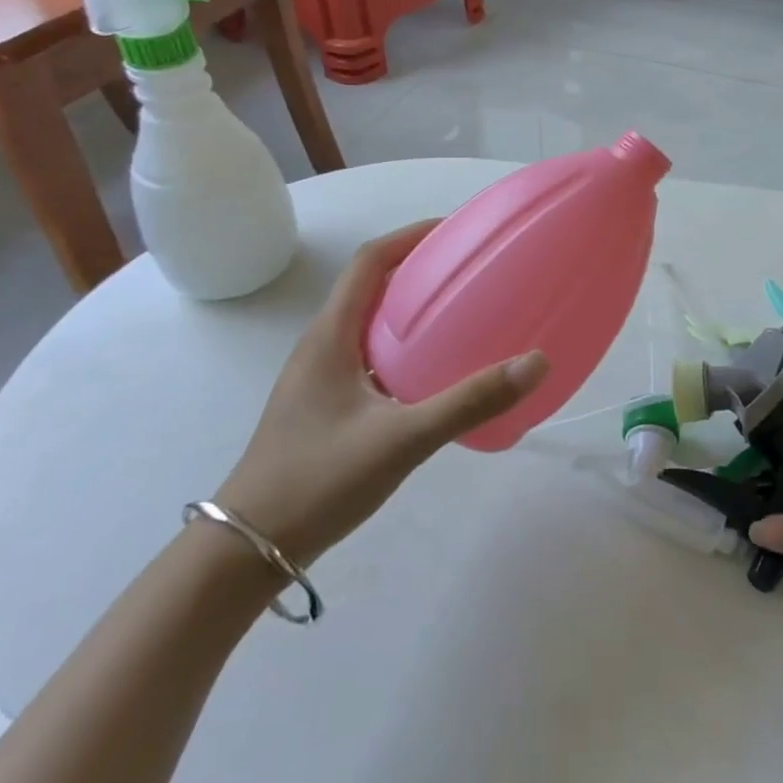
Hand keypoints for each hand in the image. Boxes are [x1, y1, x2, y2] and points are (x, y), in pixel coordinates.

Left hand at [214, 222, 548, 565]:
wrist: (246, 551)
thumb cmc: (317, 481)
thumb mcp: (401, 440)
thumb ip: (469, 402)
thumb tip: (536, 362)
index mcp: (331, 337)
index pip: (369, 262)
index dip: (410, 236)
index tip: (456, 230)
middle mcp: (322, 346)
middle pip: (371, 285)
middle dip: (419, 267)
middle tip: (472, 269)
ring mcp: (321, 378)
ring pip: (371, 322)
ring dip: (412, 306)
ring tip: (463, 310)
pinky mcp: (327, 405)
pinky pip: (372, 354)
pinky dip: (406, 345)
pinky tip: (436, 371)